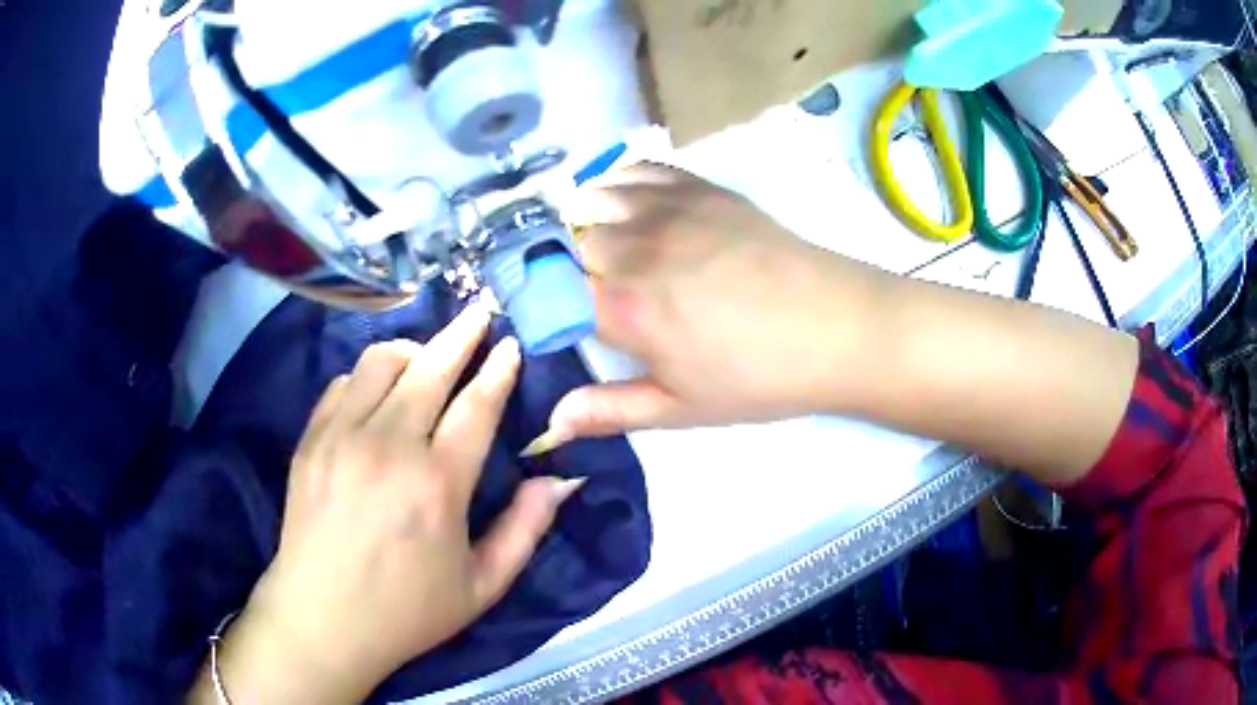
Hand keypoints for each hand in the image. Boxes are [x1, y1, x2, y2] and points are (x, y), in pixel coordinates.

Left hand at [191, 307, 583, 703]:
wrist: (322, 620)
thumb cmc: (407, 611)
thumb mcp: (482, 587)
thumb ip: (525, 531)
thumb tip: (558, 480)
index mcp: (438, 484)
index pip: (477, 404)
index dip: (499, 369)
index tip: (510, 343)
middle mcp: (389, 446)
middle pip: (431, 366)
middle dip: (462, 334)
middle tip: (480, 313)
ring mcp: (341, 437)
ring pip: (382, 361)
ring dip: (413, 351)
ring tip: (427, 360)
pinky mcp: (310, 440)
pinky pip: (344, 383)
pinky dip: (369, 377)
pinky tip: (379, 395)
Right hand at [531, 164, 887, 449]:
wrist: (837, 327)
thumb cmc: (759, 377)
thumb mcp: (682, 409)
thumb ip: (611, 409)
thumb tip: (550, 421)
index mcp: (625, 308)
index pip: (547, 289)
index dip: (535, 298)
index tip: (546, 314)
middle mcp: (635, 249)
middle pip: (566, 241)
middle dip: (561, 265)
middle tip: (583, 289)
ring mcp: (668, 210)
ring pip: (592, 199)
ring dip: (584, 221)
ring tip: (600, 245)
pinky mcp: (700, 188)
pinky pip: (636, 171)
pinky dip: (618, 184)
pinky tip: (629, 205)